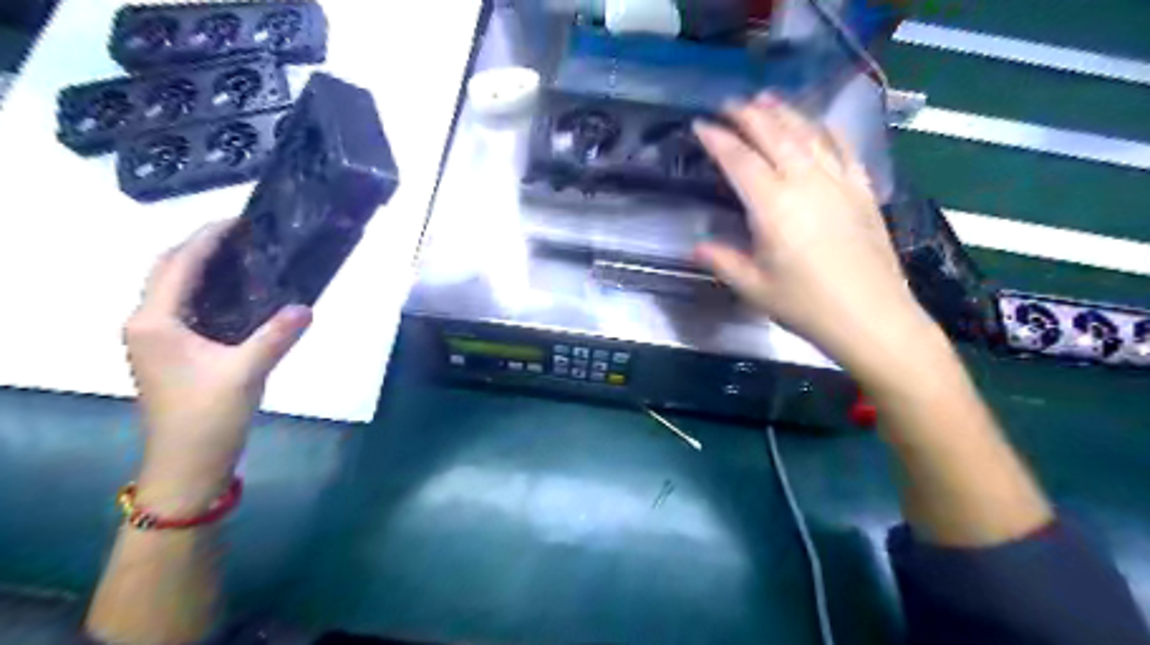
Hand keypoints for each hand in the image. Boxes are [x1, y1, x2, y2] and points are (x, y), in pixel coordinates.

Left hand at [123, 220, 313, 512]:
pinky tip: (239, 295)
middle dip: (200, 247)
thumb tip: (306, 306)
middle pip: (168, 271)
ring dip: (201, 268)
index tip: (239, 220)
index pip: (177, 265)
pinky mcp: (171, 353)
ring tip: (243, 256)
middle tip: (243, 236)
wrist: (188, 463)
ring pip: (175, 289)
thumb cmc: (208, 415)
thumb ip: (277, 335)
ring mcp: (156, 340)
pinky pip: (186, 308)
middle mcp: (147, 324)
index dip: (206, 239)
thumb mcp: (247, 372)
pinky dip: (207, 291)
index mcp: (155, 322)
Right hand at [691, 94, 941, 380]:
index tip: (700, 125)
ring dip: (785, 113)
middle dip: (748, 115)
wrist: (871, 317)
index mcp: (772, 206)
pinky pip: (844, 149)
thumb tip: (697, 247)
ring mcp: (838, 182)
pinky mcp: (862, 191)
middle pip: (774, 135)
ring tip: (767, 99)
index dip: (717, 139)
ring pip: (808, 134)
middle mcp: (805, 182)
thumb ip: (723, 261)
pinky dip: (828, 131)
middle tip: (729, 104)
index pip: (739, 160)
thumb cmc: (806, 305)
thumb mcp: (754, 287)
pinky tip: (820, 125)